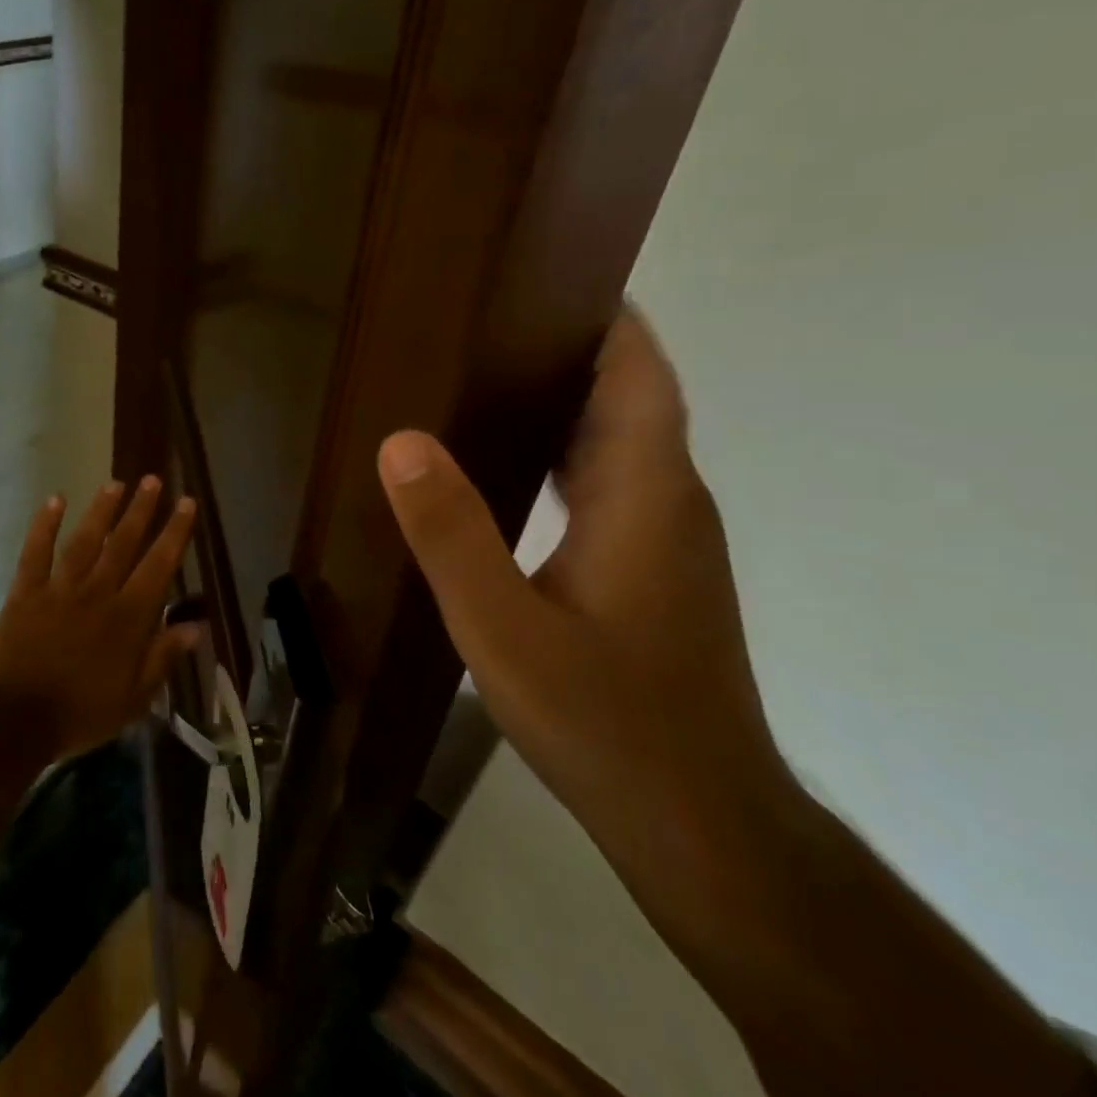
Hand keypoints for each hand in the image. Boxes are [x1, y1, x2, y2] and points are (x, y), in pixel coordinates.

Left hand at [0, 477, 198, 762]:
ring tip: (115, 484)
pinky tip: (54, 500)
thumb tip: (195, 626)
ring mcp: (59, 588)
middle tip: (153, 480)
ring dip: (101, 510)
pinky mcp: (26, 591)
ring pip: (85, 540)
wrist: (14, 718)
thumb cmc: (80, 713)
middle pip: (124, 543)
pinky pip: (36, 551)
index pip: (159, 566)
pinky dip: (44, 524)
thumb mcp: (134, 698)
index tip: (186, 503)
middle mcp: (98, 592)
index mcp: (128, 618)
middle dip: (141, 510)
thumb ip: (163, 658)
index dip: (175, 532)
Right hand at [377, 309, 796, 883]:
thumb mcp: (502, 628)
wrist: (696, 820)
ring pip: (619, 442)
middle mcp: (669, 501)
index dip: (603, 317)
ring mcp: (666, 540)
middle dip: (567, 349)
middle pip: (628, 397)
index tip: (543, 276)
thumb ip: (451, 532)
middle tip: (479, 322)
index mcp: (643, 494)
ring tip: (481, 379)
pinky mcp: (655, 572)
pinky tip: (508, 470)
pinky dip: (566, 453)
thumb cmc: (603, 718)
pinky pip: (612, 483)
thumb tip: (400, 439)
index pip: (638, 373)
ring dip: (564, 401)